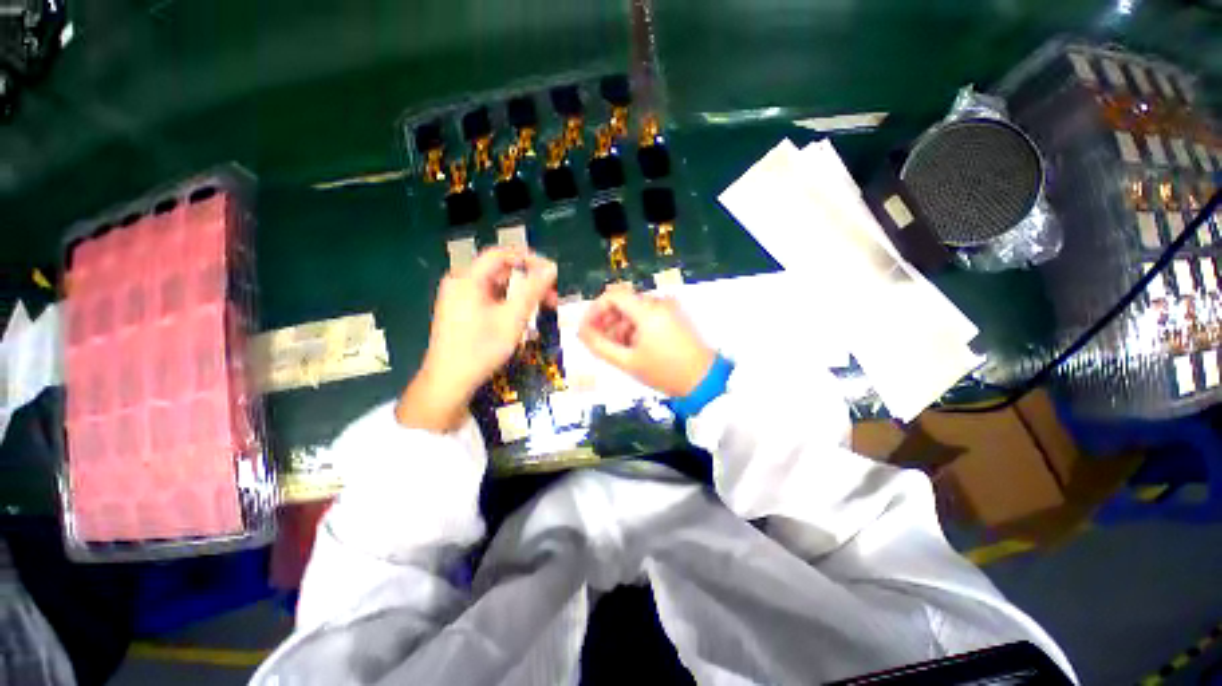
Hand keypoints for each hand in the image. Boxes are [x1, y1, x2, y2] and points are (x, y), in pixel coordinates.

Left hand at [397, 247, 557, 431]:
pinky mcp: (459, 312)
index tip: (551, 273)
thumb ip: (533, 290)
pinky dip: (507, 305)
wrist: (447, 383)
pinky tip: (520, 320)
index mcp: (468, 279)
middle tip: (551, 298)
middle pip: (500, 272)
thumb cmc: (481, 349)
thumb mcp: (512, 318)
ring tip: (540, 312)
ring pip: (497, 287)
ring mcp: (458, 298)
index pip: (501, 254)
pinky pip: (489, 300)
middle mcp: (460, 283)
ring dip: (521, 296)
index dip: (529, 259)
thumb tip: (551, 268)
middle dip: (529, 282)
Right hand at [578, 288, 715, 397]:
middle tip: (598, 341)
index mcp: (647, 311)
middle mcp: (658, 302)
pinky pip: (647, 315)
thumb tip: (580, 332)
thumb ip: (600, 346)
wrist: (704, 380)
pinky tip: (632, 346)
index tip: (587, 328)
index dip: (595, 309)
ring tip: (616, 349)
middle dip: (606, 320)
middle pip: (623, 301)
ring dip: (620, 325)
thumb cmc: (664, 372)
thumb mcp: (627, 362)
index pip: (613, 295)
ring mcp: (668, 308)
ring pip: (634, 309)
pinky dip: (634, 327)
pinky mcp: (674, 316)